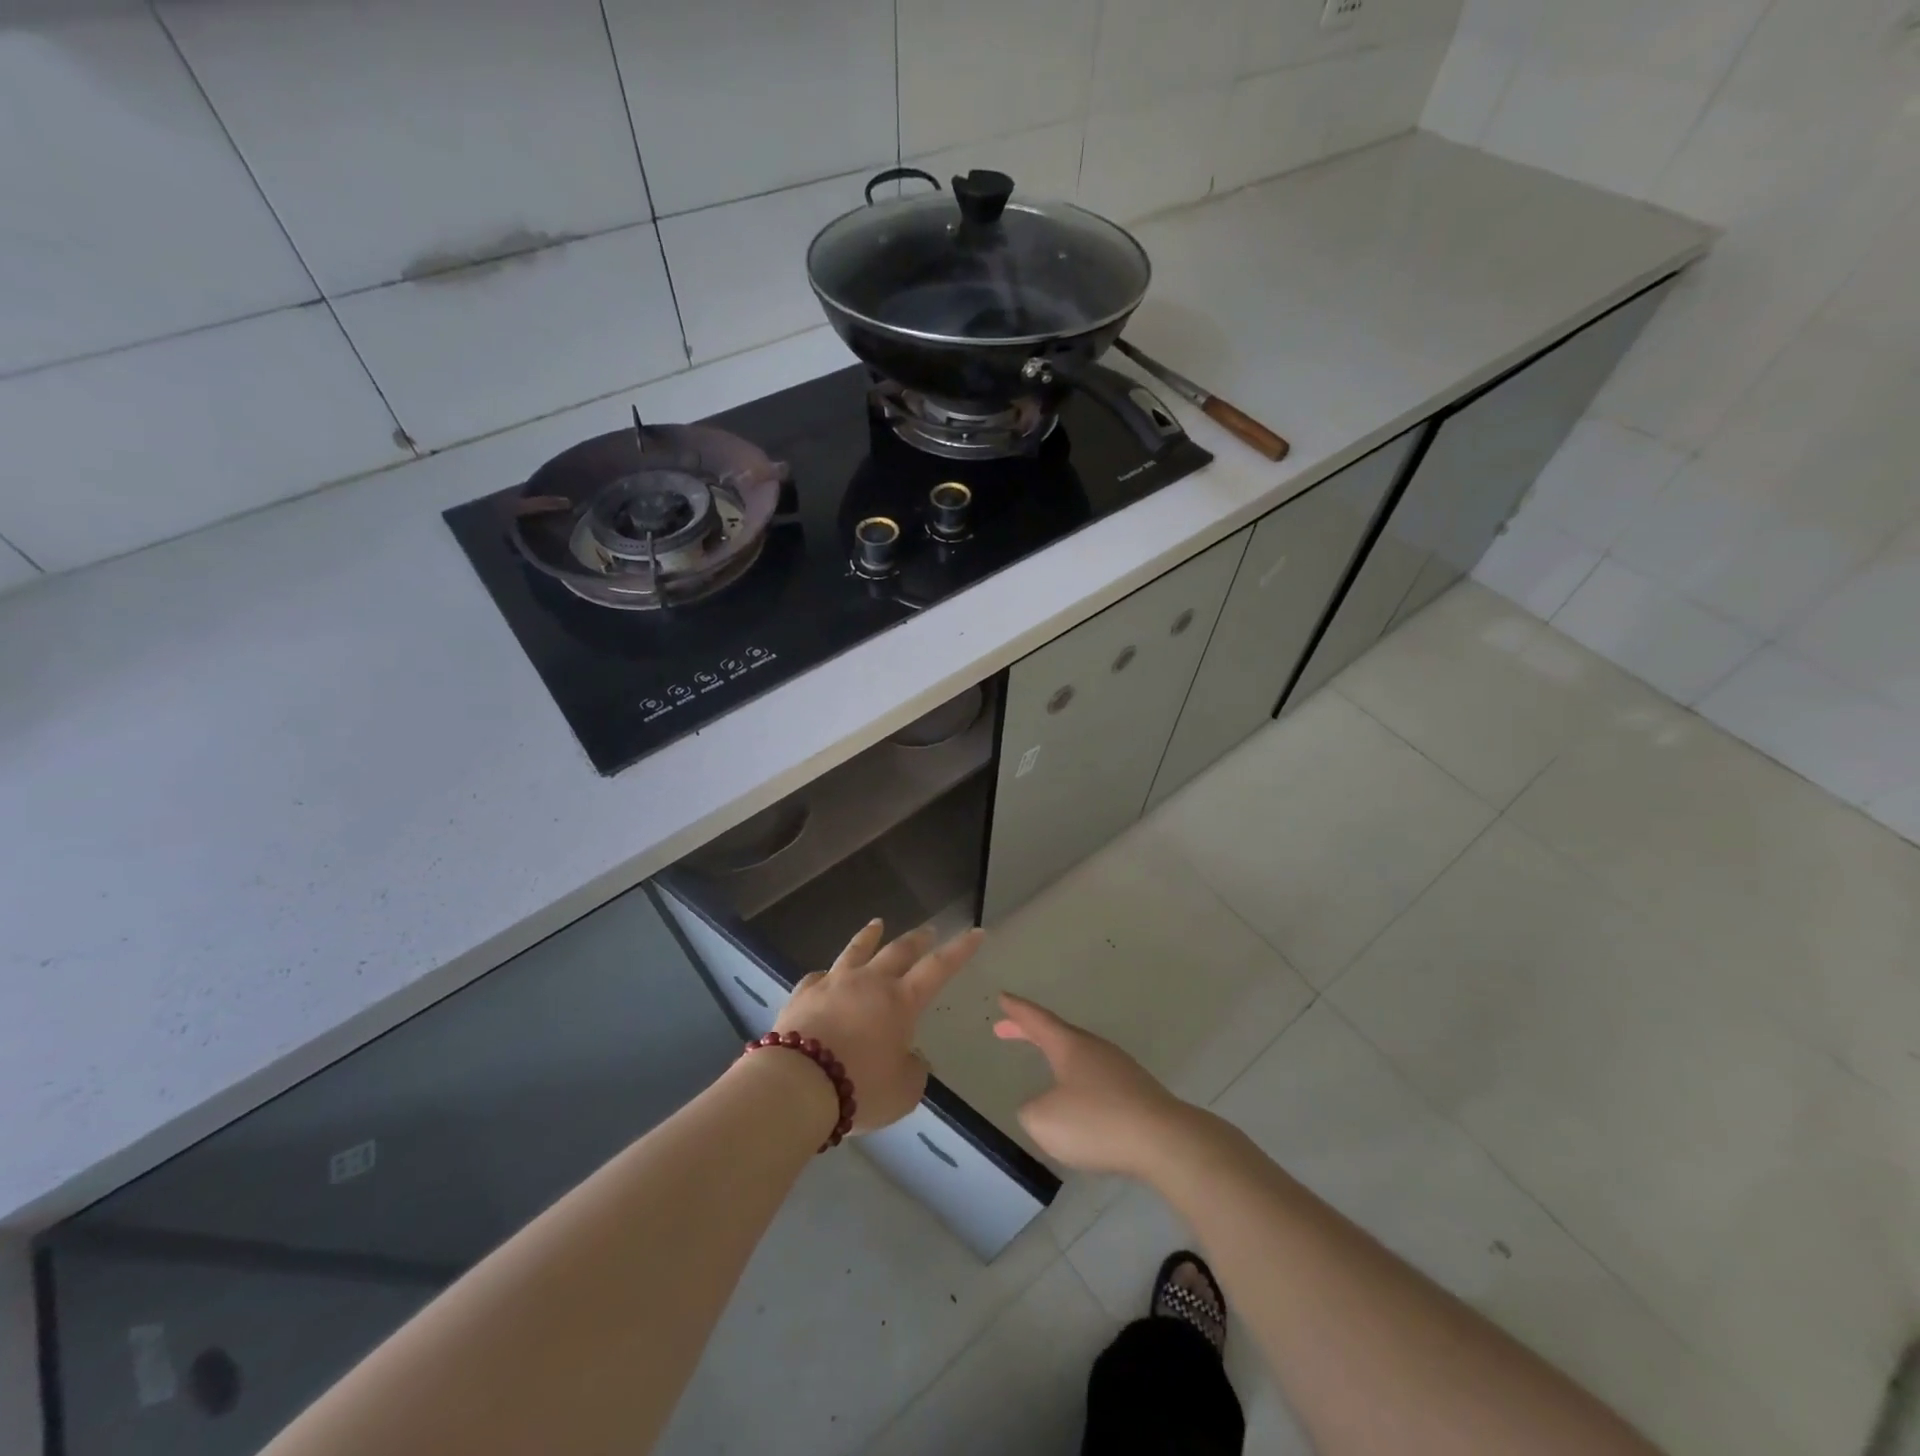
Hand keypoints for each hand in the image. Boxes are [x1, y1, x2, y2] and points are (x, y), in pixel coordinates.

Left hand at [774, 921, 982, 1133]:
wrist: (798, 1083)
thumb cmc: (860, 1087)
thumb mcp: (903, 1092)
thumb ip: (913, 1071)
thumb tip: (909, 1058)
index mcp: (901, 1001)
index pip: (939, 968)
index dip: (960, 949)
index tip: (976, 931)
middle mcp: (870, 983)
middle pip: (898, 950)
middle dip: (918, 939)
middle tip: (928, 929)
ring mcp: (834, 983)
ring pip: (856, 950)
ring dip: (870, 936)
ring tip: (877, 924)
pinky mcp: (803, 994)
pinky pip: (818, 976)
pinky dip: (827, 974)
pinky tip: (825, 975)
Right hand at [993, 994, 1195, 1178]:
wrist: (1164, 1141)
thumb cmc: (1097, 1122)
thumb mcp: (1044, 1120)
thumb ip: (1031, 1111)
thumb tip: (1040, 1107)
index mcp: (1070, 1046)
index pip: (1037, 1020)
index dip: (1017, 1010)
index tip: (1002, 997)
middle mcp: (1094, 1049)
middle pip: (1057, 1034)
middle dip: (1030, 1032)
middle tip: (1005, 1029)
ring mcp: (1119, 1068)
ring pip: (1079, 1056)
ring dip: (1057, 1057)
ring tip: (1043, 1064)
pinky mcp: (1136, 1092)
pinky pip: (1097, 1079)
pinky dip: (1078, 1081)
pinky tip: (1078, 1103)